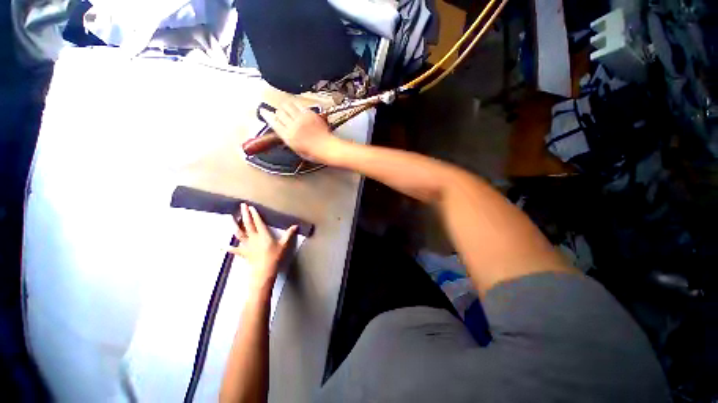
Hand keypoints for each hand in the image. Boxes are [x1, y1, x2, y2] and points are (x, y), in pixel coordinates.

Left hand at [227, 203, 297, 288]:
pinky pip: (235, 250)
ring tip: (231, 218)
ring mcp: (247, 245)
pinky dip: (229, 248)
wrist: (264, 270)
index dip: (255, 214)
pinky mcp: (243, 253)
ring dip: (235, 225)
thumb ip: (289, 234)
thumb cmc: (275, 257)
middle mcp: (254, 237)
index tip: (251, 207)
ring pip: (239, 233)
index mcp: (263, 234)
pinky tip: (223, 246)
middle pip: (248, 224)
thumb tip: (296, 226)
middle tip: (242, 205)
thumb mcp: (284, 245)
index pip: (258, 222)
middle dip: (245, 214)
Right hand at [262, 101, 339, 162]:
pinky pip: (299, 104)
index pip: (273, 122)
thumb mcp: (297, 150)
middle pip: (279, 112)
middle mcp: (292, 126)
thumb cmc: (313, 153)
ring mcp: (301, 118)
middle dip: (278, 112)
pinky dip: (296, 104)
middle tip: (281, 114)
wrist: (328, 148)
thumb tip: (283, 130)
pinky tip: (298, 108)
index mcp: (288, 137)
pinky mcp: (309, 114)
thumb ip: (288, 138)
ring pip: (287, 105)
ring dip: (286, 106)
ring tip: (289, 110)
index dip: (266, 115)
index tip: (263, 111)